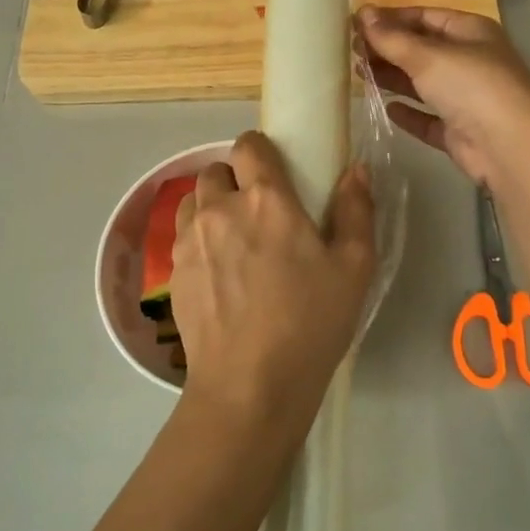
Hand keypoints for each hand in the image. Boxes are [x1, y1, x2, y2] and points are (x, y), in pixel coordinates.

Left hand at [171, 131, 375, 439]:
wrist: (250, 384)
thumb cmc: (311, 322)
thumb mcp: (354, 267)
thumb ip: (356, 209)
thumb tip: (356, 169)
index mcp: (266, 199)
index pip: (249, 145)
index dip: (261, 151)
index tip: (276, 172)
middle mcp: (220, 208)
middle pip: (216, 170)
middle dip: (235, 180)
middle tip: (259, 211)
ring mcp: (190, 240)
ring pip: (194, 201)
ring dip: (212, 206)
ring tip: (234, 238)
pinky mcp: (173, 272)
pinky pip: (181, 235)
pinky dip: (198, 238)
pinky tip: (218, 271)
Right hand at [359, 6, 529, 187]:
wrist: (509, 145)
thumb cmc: (471, 86)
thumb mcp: (428, 55)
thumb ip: (392, 37)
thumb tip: (362, 12)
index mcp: (470, 32)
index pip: (425, 16)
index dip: (391, 18)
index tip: (355, 24)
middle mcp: (470, 61)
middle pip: (422, 49)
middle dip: (388, 48)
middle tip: (350, 51)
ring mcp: (466, 97)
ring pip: (423, 83)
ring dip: (393, 78)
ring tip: (357, 74)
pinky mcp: (459, 130)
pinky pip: (428, 117)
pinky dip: (409, 113)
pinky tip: (387, 108)